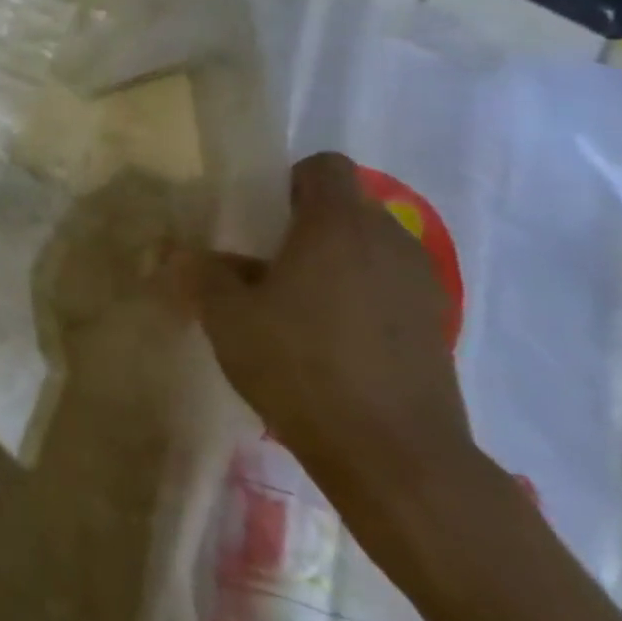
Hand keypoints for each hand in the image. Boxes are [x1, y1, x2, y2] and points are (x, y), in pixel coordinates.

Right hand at [172, 152, 476, 508]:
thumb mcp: (225, 314)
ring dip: (330, 264)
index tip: (257, 217)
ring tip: (290, 306)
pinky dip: (356, 298)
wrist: (393, 453)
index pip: (323, 167)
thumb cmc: (298, 364)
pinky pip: (386, 288)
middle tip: (260, 265)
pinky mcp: (435, 327)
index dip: (286, 180)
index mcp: (337, 226)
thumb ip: (202, 272)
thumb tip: (186, 254)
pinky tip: (326, 341)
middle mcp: (388, 242)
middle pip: (344, 209)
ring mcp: (420, 286)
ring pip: (366, 250)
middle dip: (303, 227)